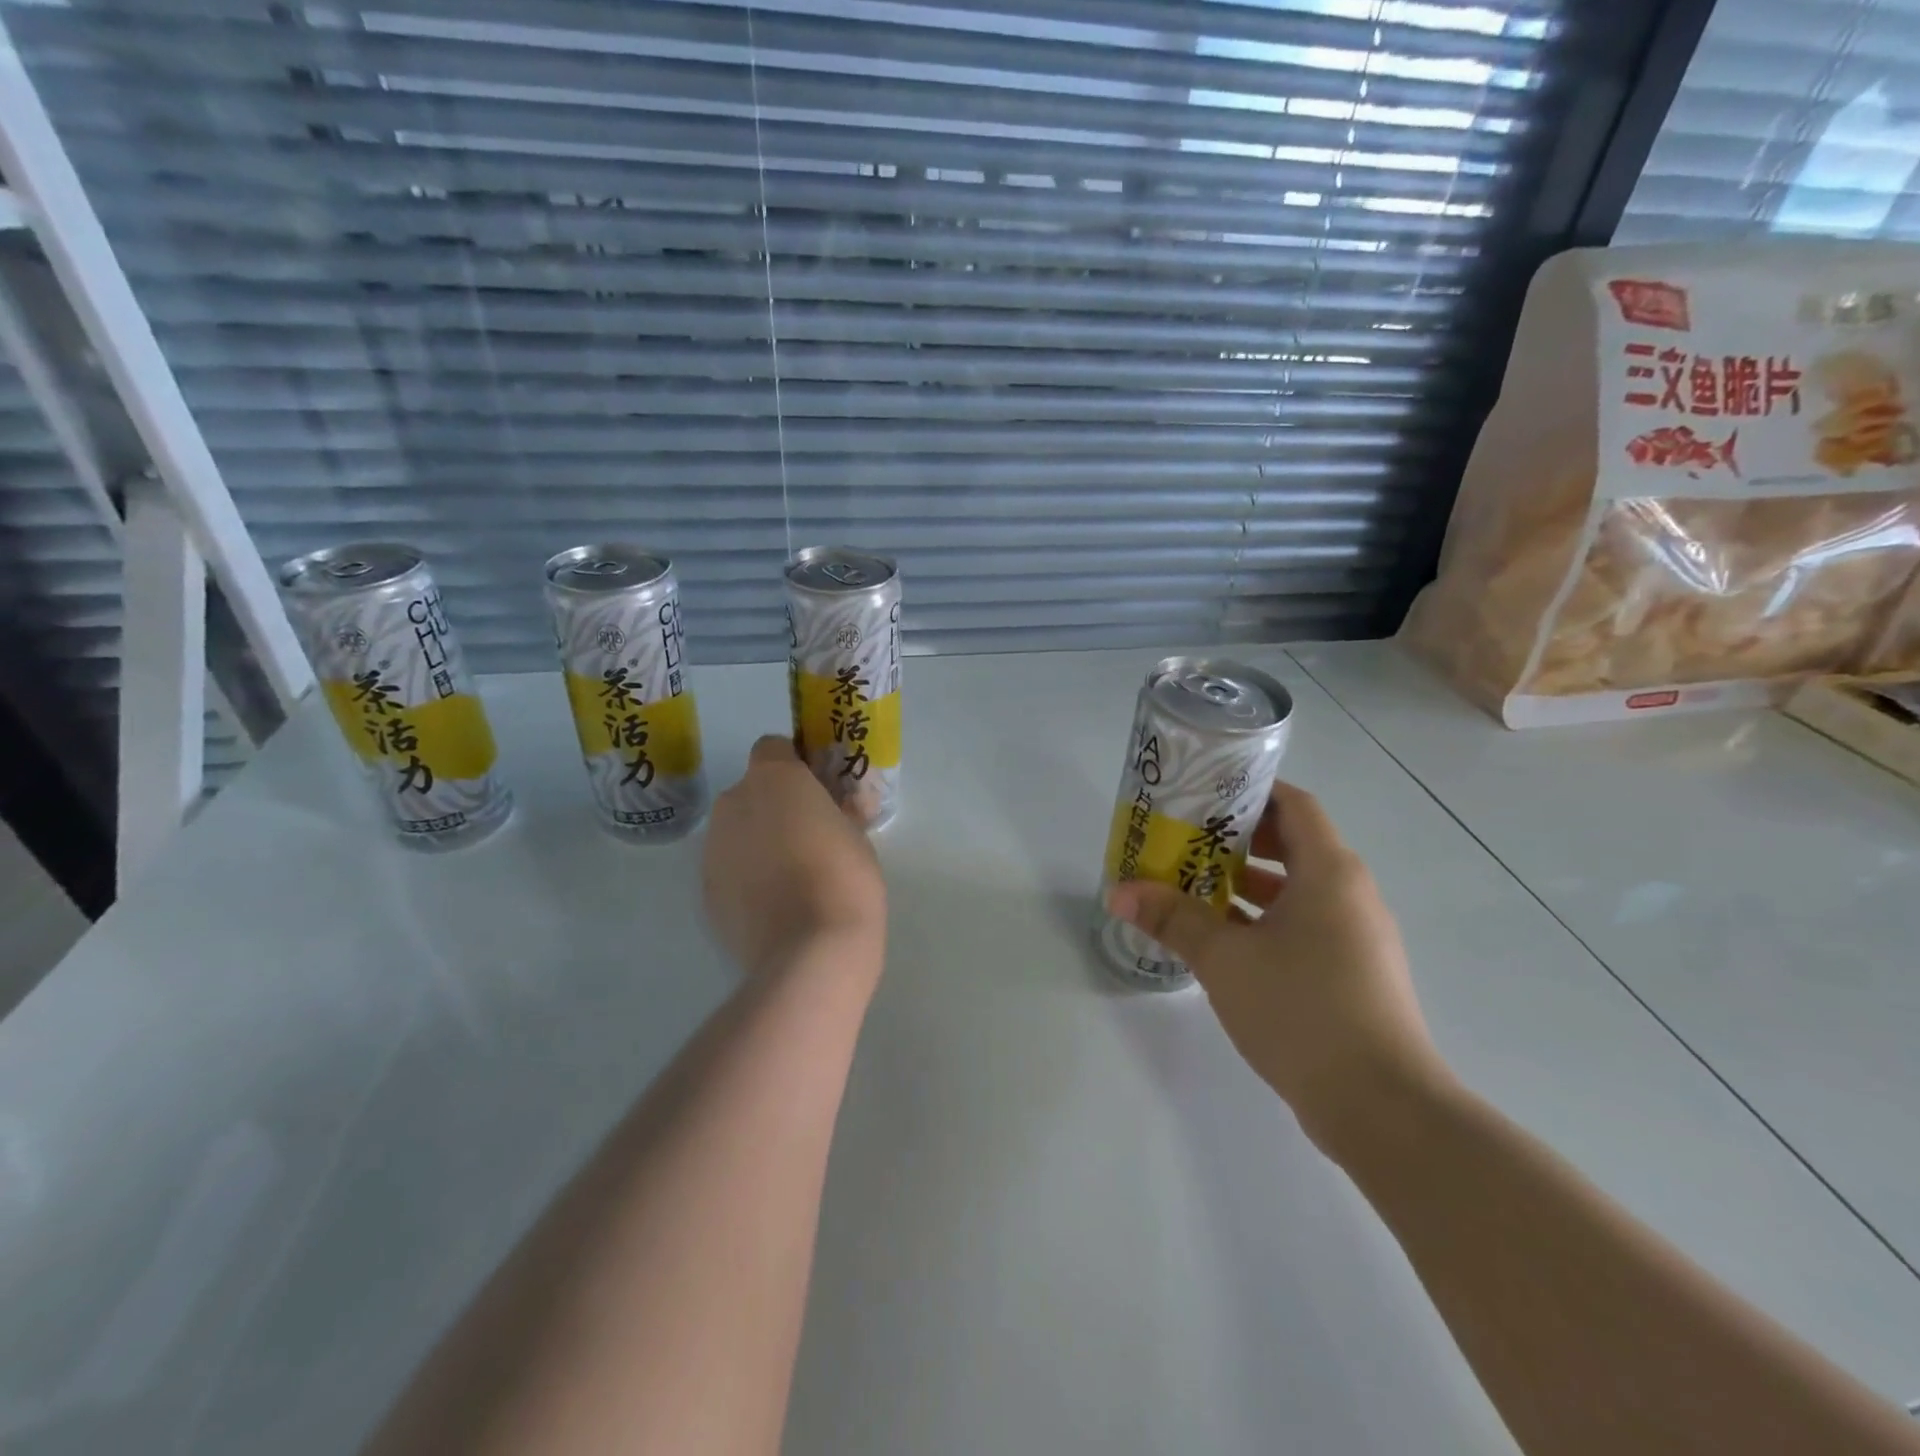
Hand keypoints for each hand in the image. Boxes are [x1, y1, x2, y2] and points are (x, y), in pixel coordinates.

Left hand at [702, 736, 886, 981]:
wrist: (809, 951)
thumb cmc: (845, 877)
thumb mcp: (857, 836)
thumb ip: (842, 811)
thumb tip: (842, 806)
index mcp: (774, 778)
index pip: (773, 747)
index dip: (794, 763)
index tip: (817, 790)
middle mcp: (734, 801)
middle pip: (752, 791)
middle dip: (775, 806)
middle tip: (810, 836)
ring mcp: (713, 847)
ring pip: (737, 830)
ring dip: (758, 840)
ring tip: (793, 876)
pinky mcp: (705, 889)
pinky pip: (729, 867)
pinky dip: (746, 876)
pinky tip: (774, 904)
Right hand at [1106, 781, 1449, 1148]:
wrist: (1382, 1107)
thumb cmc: (1301, 1009)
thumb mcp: (1224, 958)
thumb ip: (1172, 918)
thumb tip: (1119, 892)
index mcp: (1329, 872)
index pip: (1294, 805)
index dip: (1250, 793)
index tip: (1203, 796)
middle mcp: (1351, 894)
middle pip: (1294, 845)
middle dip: (1239, 841)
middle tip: (1186, 841)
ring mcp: (1357, 937)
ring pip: (1298, 890)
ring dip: (1248, 886)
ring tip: (1194, 888)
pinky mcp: (1354, 973)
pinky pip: (1306, 926)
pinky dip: (1266, 921)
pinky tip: (1224, 942)